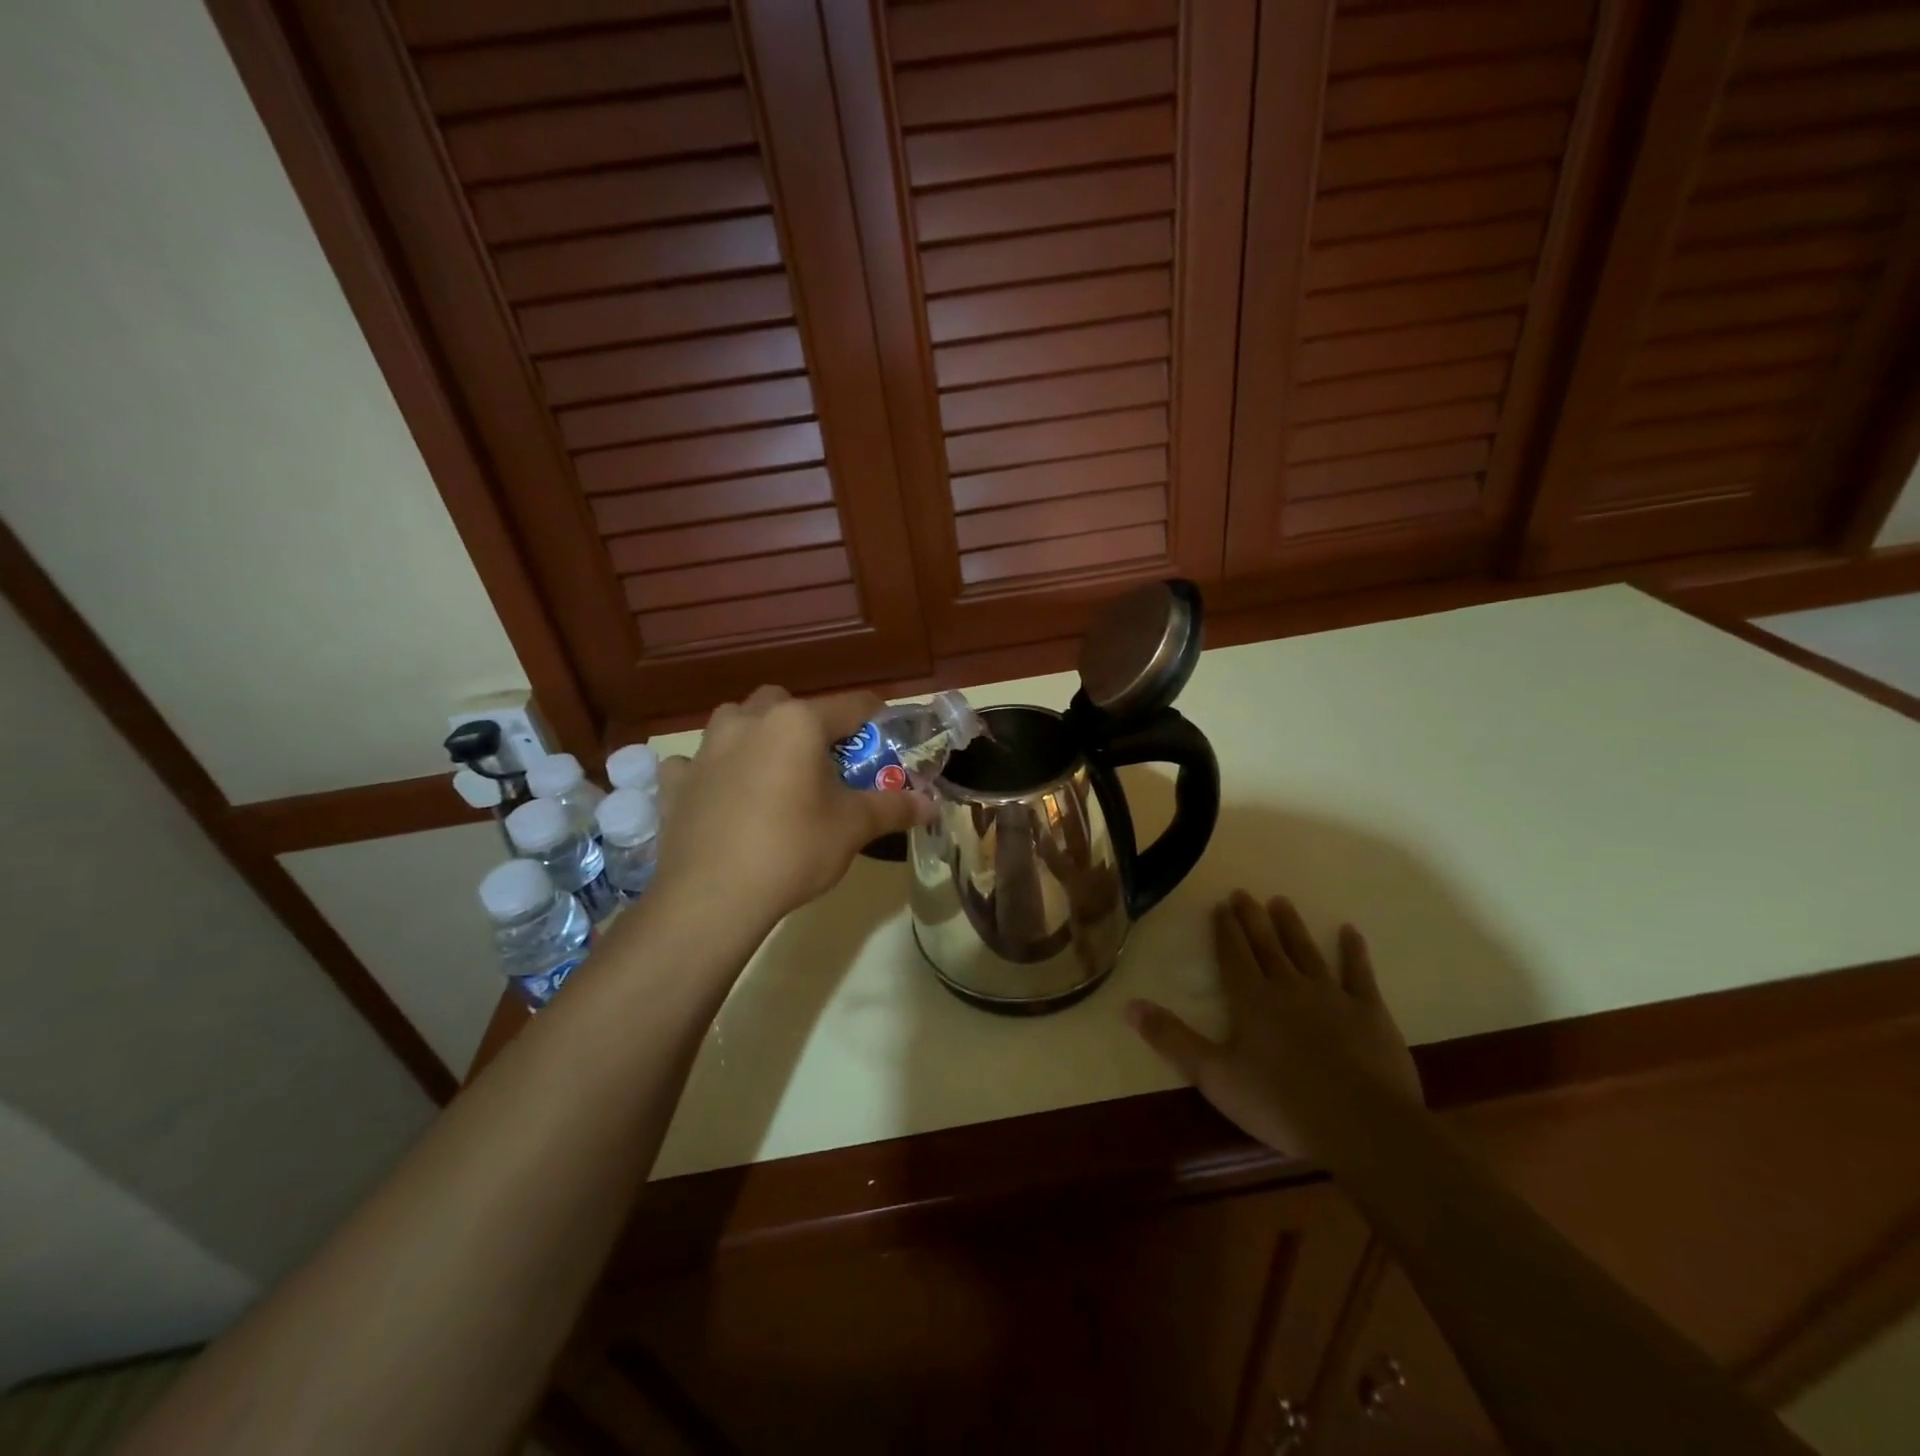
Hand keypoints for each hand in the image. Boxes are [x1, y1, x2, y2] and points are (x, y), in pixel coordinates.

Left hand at [650, 686, 931, 929]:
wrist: (712, 897)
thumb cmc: (793, 850)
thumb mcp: (853, 827)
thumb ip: (894, 807)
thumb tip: (932, 805)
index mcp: (797, 723)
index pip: (851, 705)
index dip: (875, 718)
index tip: (887, 736)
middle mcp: (749, 721)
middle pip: (787, 704)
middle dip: (808, 723)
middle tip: (824, 762)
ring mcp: (706, 749)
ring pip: (737, 721)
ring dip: (756, 735)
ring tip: (772, 773)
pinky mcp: (676, 781)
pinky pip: (695, 762)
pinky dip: (710, 771)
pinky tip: (720, 794)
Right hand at [1127, 891, 1421, 1158]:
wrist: (1361, 1125)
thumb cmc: (1280, 1102)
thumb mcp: (1214, 1076)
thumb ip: (1172, 1039)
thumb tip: (1129, 1005)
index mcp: (1251, 1000)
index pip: (1233, 955)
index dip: (1225, 930)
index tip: (1221, 905)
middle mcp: (1288, 987)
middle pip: (1266, 945)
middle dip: (1252, 918)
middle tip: (1243, 893)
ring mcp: (1332, 996)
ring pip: (1306, 951)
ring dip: (1292, 926)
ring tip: (1281, 901)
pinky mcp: (1370, 1013)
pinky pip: (1359, 974)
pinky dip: (1353, 951)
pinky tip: (1350, 931)